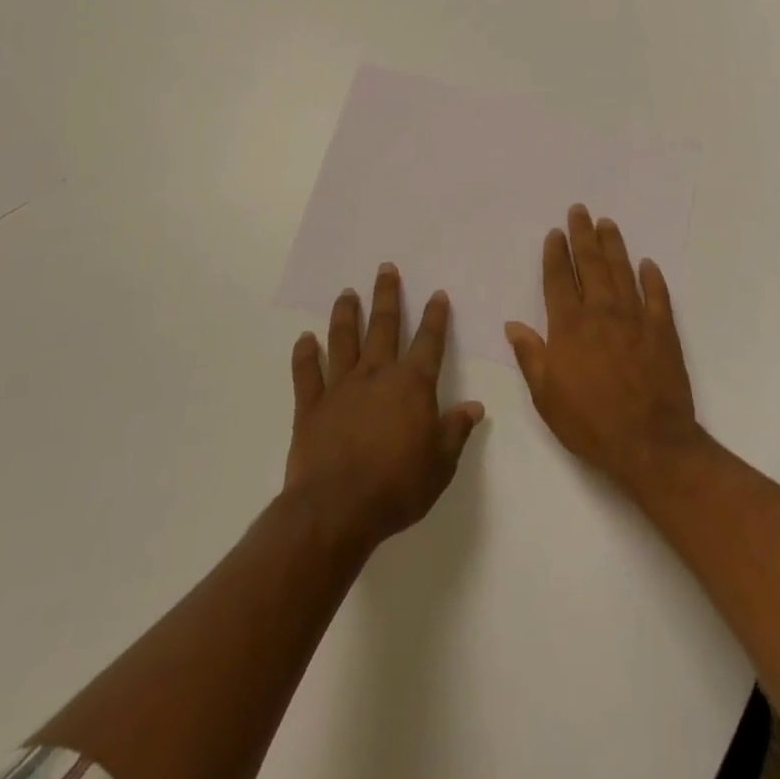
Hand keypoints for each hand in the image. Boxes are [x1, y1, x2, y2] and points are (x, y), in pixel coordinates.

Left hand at [286, 264, 484, 554]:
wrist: (337, 510)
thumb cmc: (397, 486)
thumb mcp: (441, 464)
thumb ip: (456, 431)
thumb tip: (475, 407)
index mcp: (412, 385)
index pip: (429, 341)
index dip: (435, 316)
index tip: (437, 294)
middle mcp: (377, 375)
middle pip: (383, 326)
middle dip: (387, 295)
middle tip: (385, 268)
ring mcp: (340, 387)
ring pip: (343, 340)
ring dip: (345, 314)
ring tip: (346, 293)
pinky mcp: (311, 406)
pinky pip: (306, 373)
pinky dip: (304, 354)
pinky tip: (304, 339)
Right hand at [505, 205, 700, 492]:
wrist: (649, 443)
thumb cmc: (590, 423)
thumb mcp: (546, 396)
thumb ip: (530, 356)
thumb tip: (512, 324)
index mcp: (569, 326)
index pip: (559, 279)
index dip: (556, 254)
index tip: (555, 232)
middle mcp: (601, 312)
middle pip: (591, 264)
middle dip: (583, 235)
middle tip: (580, 210)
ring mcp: (635, 317)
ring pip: (622, 271)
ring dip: (614, 245)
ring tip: (607, 223)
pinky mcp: (663, 330)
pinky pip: (658, 295)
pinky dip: (652, 277)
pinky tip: (648, 264)